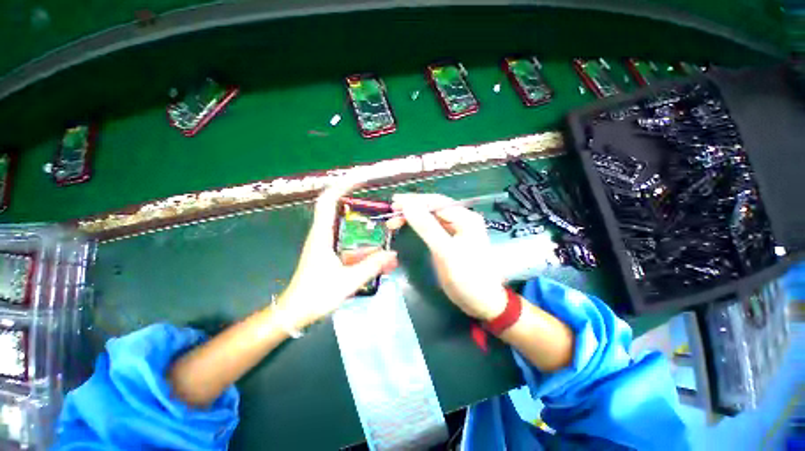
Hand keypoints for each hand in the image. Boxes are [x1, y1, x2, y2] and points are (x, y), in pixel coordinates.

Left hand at [275, 180, 397, 327]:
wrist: (295, 312)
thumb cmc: (316, 295)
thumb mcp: (347, 282)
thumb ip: (371, 267)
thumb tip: (392, 253)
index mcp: (322, 235)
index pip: (328, 201)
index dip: (343, 186)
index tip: (361, 180)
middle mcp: (321, 233)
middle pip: (334, 205)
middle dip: (352, 195)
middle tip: (374, 196)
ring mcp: (323, 241)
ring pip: (339, 218)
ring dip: (356, 212)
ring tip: (377, 215)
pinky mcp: (326, 249)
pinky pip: (342, 232)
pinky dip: (356, 228)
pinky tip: (370, 237)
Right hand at [388, 194, 506, 320]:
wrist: (482, 302)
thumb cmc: (467, 277)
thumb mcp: (445, 251)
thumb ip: (427, 227)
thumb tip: (408, 205)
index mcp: (465, 218)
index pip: (436, 202)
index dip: (414, 201)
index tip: (394, 203)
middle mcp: (462, 219)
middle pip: (433, 208)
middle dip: (412, 208)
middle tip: (391, 212)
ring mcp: (456, 230)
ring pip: (431, 217)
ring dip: (414, 217)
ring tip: (395, 220)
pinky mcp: (450, 240)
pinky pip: (433, 228)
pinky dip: (419, 226)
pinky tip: (409, 225)